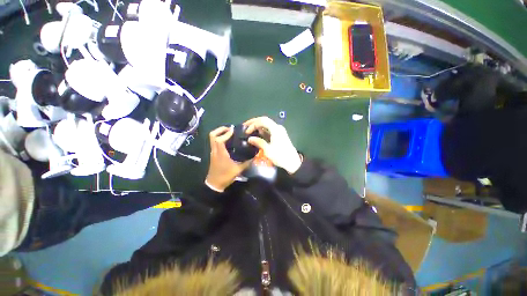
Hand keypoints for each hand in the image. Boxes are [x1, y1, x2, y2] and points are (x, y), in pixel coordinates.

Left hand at [205, 126, 250, 191]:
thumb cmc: (225, 176)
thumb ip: (247, 163)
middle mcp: (215, 150)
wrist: (214, 184)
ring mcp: (213, 152)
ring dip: (220, 133)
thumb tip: (254, 157)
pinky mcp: (213, 154)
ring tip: (229, 133)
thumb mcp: (238, 170)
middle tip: (230, 129)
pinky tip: (228, 141)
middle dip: (221, 129)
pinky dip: (219, 138)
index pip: (220, 139)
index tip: (234, 129)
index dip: (226, 133)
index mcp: (220, 153)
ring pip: (212, 138)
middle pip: (212, 135)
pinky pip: (214, 142)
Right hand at [244, 117, 301, 173]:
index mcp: (276, 129)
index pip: (262, 121)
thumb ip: (259, 142)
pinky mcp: (279, 135)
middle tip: (245, 126)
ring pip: (267, 125)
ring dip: (258, 126)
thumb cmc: (280, 156)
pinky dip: (262, 130)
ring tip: (249, 130)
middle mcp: (278, 127)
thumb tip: (250, 139)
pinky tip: (257, 134)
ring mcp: (279, 131)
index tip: (246, 132)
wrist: (293, 162)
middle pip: (264, 120)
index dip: (253, 124)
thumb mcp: (268, 150)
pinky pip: (269, 129)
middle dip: (254, 122)